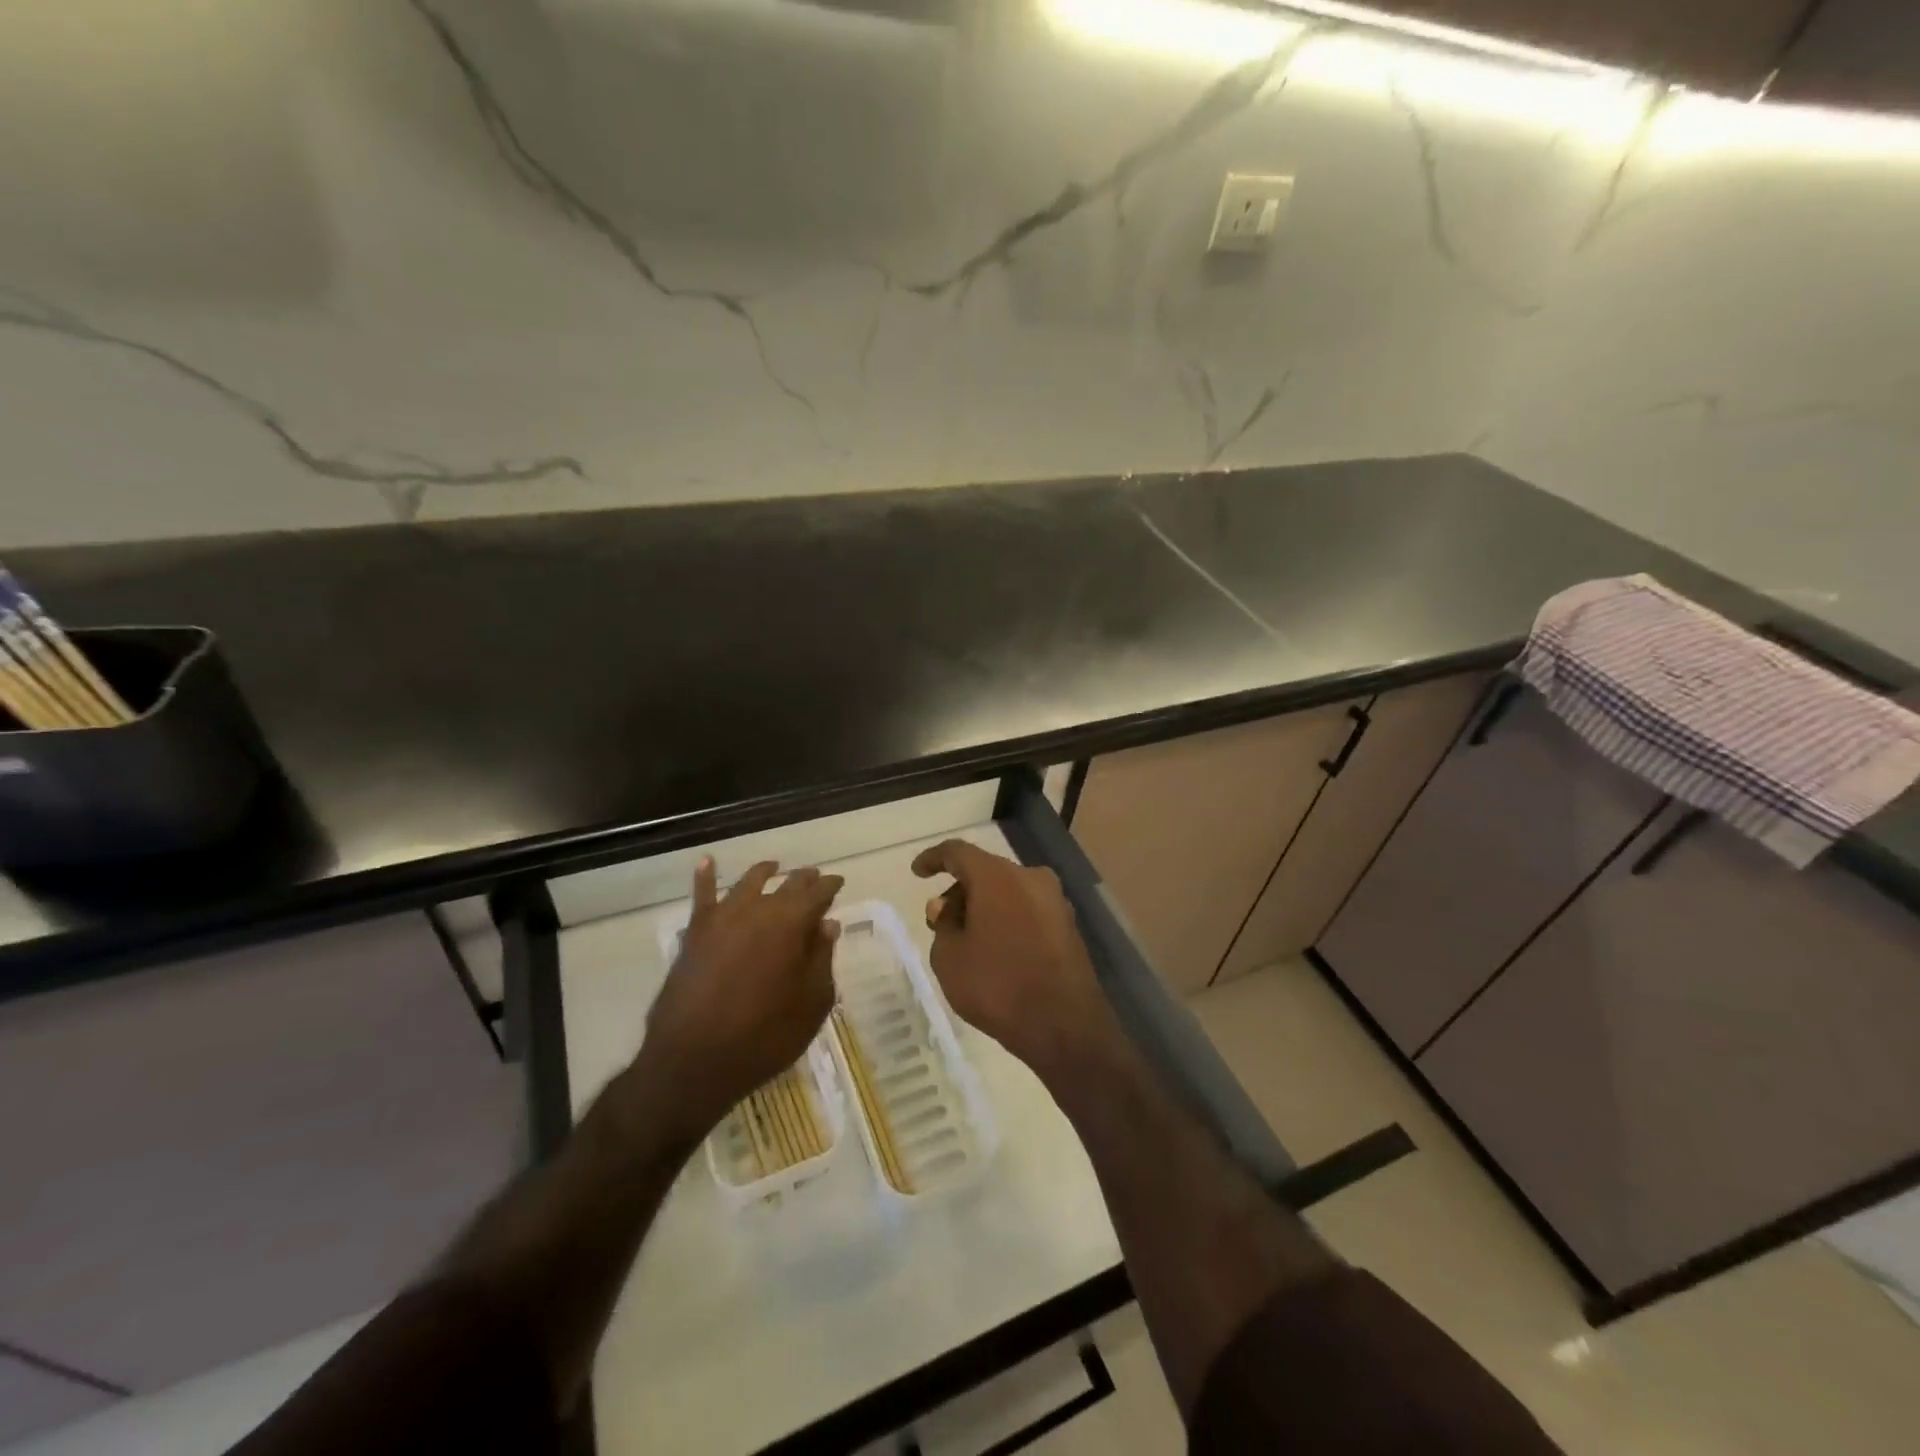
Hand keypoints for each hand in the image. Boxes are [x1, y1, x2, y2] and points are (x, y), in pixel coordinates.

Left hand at [634, 858, 842, 1144]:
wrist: (693, 1061)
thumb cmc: (764, 1037)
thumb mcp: (811, 1004)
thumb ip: (821, 959)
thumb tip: (827, 924)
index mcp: (792, 923)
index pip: (818, 893)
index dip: (830, 887)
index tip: (838, 884)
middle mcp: (758, 909)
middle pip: (787, 884)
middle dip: (804, 880)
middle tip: (814, 878)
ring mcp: (722, 918)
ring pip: (748, 883)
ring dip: (765, 873)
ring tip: (774, 868)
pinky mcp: (695, 933)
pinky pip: (701, 895)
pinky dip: (705, 876)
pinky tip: (707, 862)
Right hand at [910, 840, 1118, 1075]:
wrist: (1065, 1026)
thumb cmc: (998, 986)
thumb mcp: (949, 958)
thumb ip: (942, 925)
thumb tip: (947, 907)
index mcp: (998, 877)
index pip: (958, 852)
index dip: (934, 859)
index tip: (917, 872)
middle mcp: (1030, 878)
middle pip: (986, 872)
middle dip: (960, 891)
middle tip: (941, 922)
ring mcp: (1055, 901)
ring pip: (1009, 891)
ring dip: (984, 907)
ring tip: (967, 941)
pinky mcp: (1068, 926)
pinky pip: (1028, 910)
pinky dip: (1007, 920)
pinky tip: (997, 951)